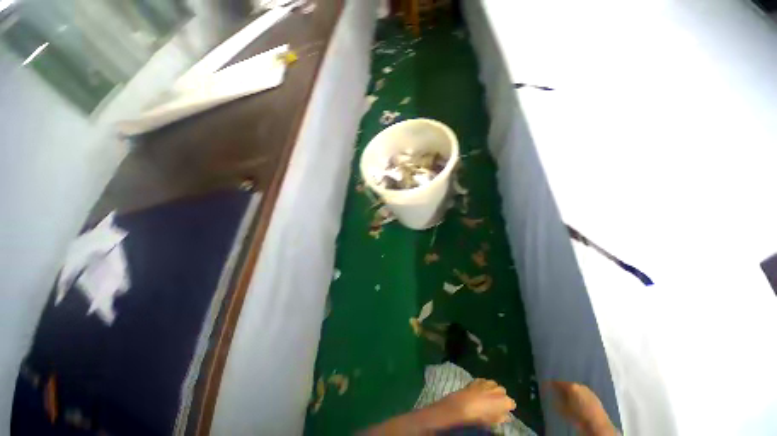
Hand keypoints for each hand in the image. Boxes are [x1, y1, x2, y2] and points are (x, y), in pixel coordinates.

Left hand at [434, 378, 516, 426]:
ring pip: (494, 385)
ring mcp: (488, 382)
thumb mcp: (494, 421)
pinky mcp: (478, 379)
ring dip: (492, 390)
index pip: (512, 403)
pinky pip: (484, 381)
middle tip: (495, 403)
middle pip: (503, 392)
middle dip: (500, 396)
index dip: (508, 407)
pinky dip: (484, 385)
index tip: (504, 411)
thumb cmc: (481, 416)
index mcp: (505, 401)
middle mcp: (499, 389)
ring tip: (487, 396)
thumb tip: (507, 416)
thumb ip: (502, 417)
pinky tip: (479, 391)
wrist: (465, 404)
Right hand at [550, 381, 615, 435]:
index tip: (545, 385)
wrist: (598, 425)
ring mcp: (589, 391)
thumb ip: (557, 398)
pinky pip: (583, 394)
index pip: (557, 382)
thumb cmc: (578, 416)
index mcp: (571, 386)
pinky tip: (577, 402)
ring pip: (576, 389)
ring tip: (566, 398)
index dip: (550, 383)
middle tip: (556, 392)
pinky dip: (578, 396)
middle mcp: (580, 385)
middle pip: (568, 384)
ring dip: (571, 392)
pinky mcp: (595, 397)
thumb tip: (551, 392)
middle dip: (562, 388)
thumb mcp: (563, 409)